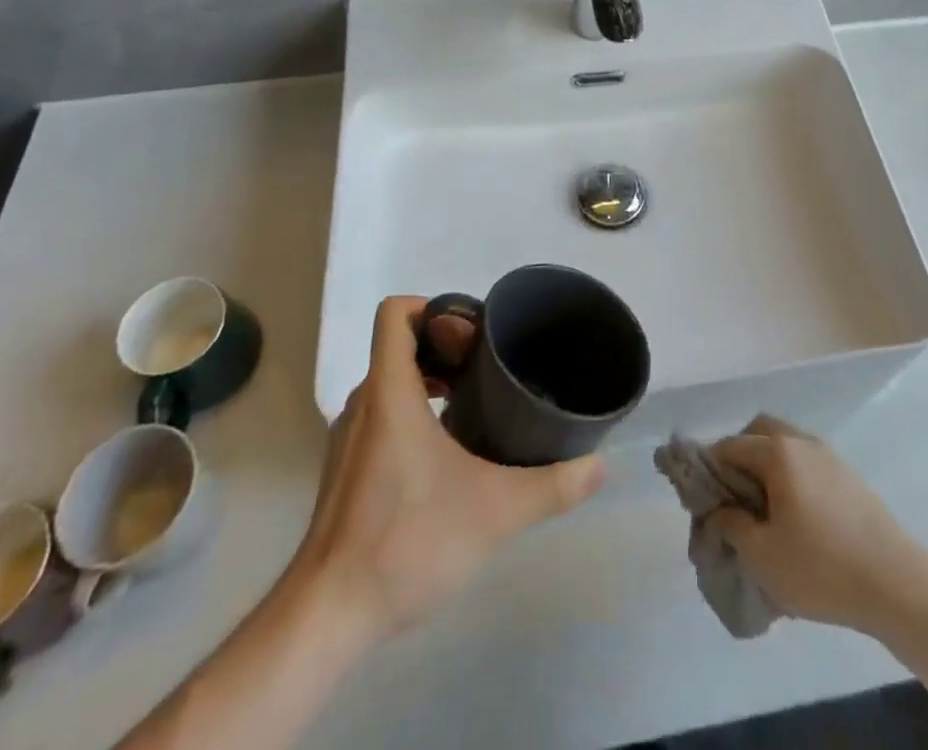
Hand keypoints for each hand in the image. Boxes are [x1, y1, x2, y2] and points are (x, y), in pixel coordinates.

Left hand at [294, 295, 606, 641]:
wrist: (326, 618)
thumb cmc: (406, 543)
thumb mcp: (494, 512)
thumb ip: (552, 486)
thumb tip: (600, 467)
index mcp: (390, 392)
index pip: (396, 313)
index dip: (434, 308)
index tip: (474, 335)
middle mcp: (364, 404)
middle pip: (398, 345)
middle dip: (444, 346)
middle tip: (487, 369)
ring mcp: (348, 439)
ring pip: (389, 382)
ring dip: (430, 380)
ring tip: (474, 405)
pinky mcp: (344, 471)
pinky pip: (380, 415)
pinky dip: (413, 412)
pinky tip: (446, 453)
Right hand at [709, 415, 922, 633]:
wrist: (895, 582)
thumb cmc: (821, 567)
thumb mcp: (762, 556)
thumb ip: (731, 526)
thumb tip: (718, 510)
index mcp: (777, 452)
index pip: (729, 446)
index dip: (708, 470)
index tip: (702, 501)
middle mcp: (802, 441)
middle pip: (759, 432)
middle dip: (739, 457)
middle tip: (733, 498)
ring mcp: (829, 456)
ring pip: (785, 445)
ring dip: (767, 466)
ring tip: (764, 512)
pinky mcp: (848, 476)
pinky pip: (806, 463)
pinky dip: (791, 477)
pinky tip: (795, 518)